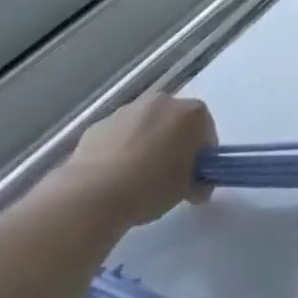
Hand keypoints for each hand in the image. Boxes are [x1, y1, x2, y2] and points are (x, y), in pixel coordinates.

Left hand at [56, 92, 216, 229]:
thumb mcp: (188, 190)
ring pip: (146, 125)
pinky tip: (114, 175)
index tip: (194, 174)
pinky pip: (119, 135)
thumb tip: (197, 186)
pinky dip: (120, 148)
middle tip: (168, 173)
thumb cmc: (152, 186)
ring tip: (136, 176)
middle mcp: (162, 102)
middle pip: (175, 121)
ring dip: (146, 143)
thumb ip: (198, 182)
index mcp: (192, 113)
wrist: (92, 195)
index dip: (202, 154)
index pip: (206, 131)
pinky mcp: (98, 124)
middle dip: (174, 142)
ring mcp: (127, 110)